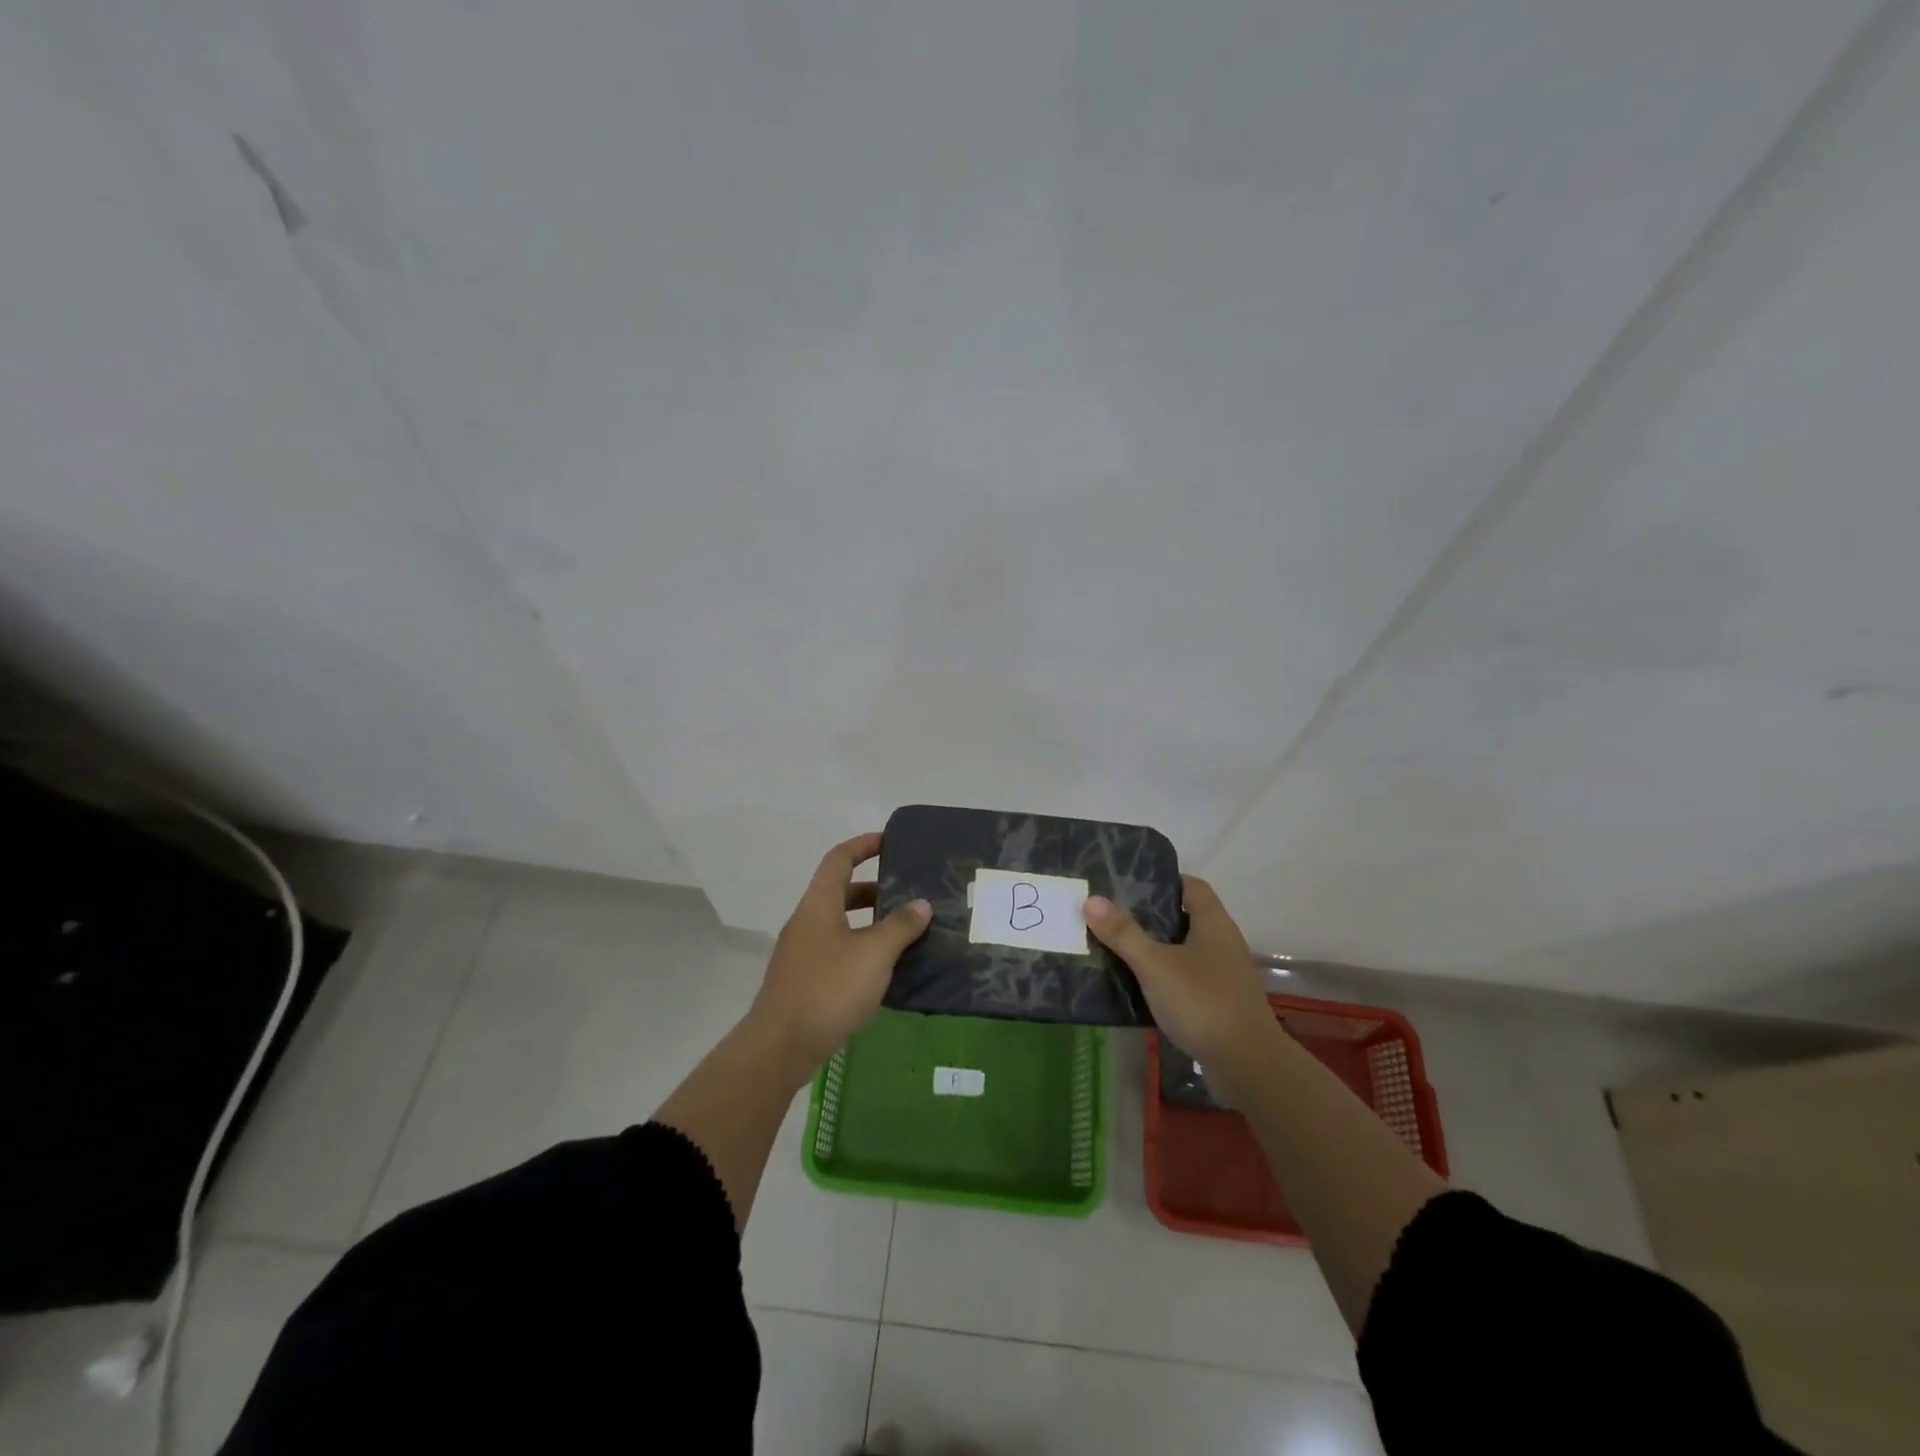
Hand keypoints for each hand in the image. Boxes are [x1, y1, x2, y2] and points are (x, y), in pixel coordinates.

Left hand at [746, 832, 931, 1071]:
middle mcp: (806, 922)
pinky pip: (837, 952)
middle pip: (840, 892)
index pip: (839, 859)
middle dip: (874, 889)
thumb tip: (921, 904)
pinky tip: (884, 970)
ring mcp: (802, 953)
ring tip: (905, 933)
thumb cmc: (829, 988)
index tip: (890, 842)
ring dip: (870, 923)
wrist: (781, 1046)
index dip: (864, 845)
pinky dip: (861, 950)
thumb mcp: (874, 953)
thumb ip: (900, 926)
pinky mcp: (804, 981)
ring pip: (840, 925)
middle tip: (908, 894)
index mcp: (818, 905)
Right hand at [1083, 876, 1273, 1077]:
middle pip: (1185, 917)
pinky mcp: (1221, 1001)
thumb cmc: (1202, 1002)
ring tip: (1118, 948)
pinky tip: (1140, 986)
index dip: (1163, 880)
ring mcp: (1224, 974)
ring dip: (1156, 948)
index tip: (1129, 884)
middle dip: (1151, 915)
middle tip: (1112, 915)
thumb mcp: (1155, 965)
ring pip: (1185, 949)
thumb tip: (1091, 900)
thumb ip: (1124, 933)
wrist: (1247, 1065)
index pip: (1191, 885)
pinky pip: (1188, 977)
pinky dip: (1166, 976)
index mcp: (1213, 923)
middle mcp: (1223, 942)